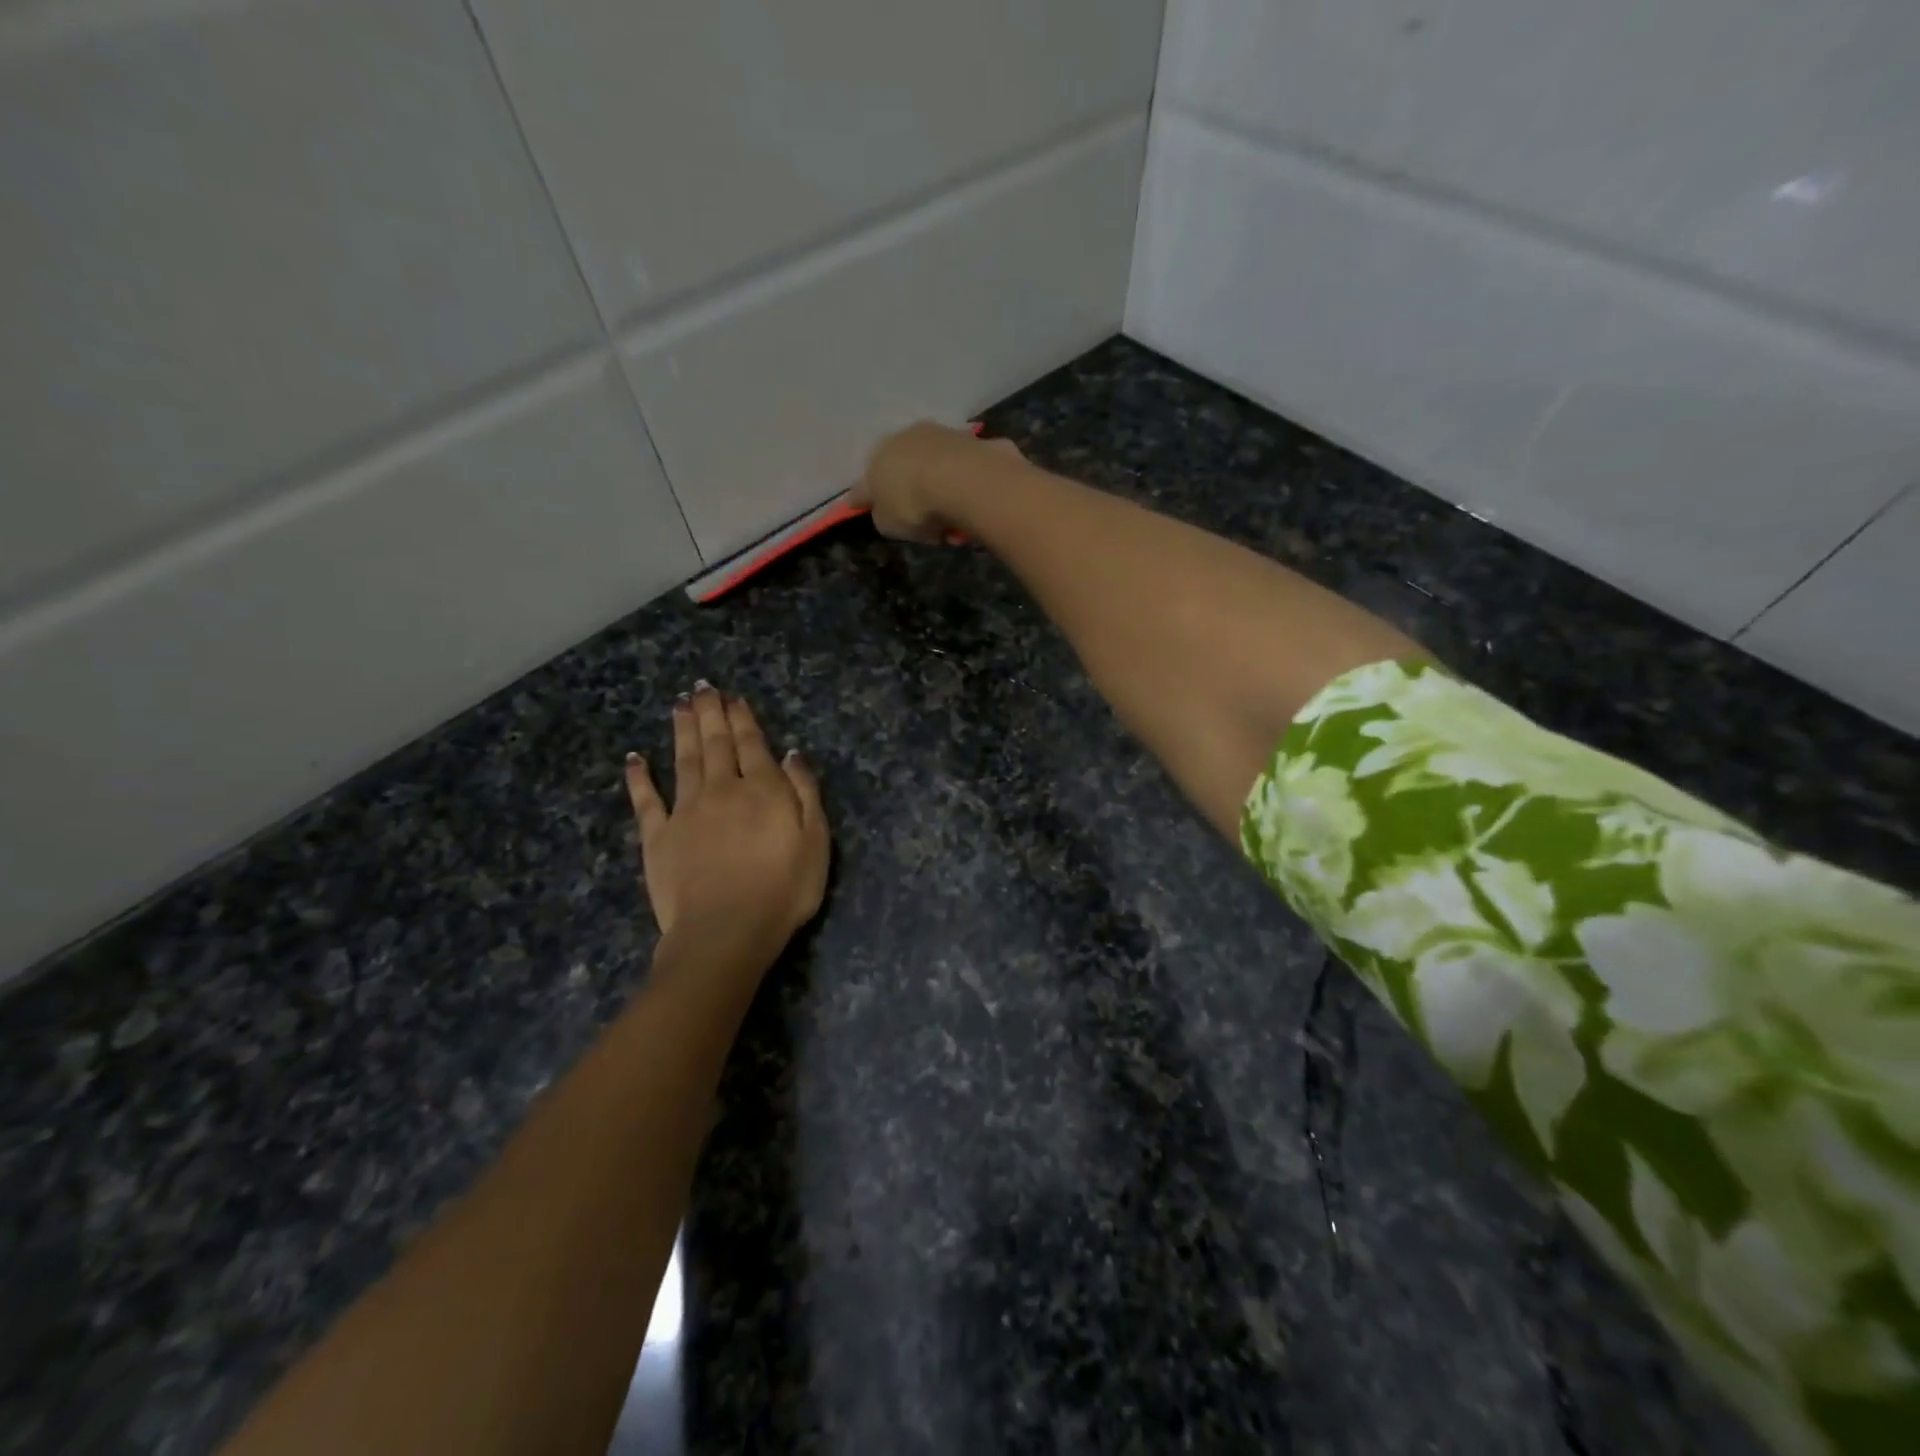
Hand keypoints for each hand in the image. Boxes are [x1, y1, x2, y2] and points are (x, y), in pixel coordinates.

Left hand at [624, 684, 829, 955]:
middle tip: (702, 687)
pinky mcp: (657, 837)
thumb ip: (805, 793)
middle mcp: (722, 789)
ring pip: (684, 760)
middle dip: (710, 713)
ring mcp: (686, 811)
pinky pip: (646, 800)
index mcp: (762, 790)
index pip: (752, 744)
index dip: (743, 718)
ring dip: (682, 730)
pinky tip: (634, 758)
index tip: (734, 697)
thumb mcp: (815, 841)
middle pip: (715, 743)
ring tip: (679, 705)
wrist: (725, 931)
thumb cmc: (783, 890)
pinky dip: (639, 777)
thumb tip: (791, 754)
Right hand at [852, 421, 1024, 543]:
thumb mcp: (887, 524)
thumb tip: (888, 510)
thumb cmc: (914, 504)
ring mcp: (944, 435)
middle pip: (906, 470)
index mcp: (879, 455)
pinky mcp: (977, 442)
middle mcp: (908, 438)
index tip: (862, 505)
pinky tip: (974, 508)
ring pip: (939, 470)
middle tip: (924, 522)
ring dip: (943, 492)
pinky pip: (967, 473)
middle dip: (912, 492)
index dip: (866, 497)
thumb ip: (884, 516)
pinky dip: (968, 489)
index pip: (867, 481)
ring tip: (955, 524)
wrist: (964, 481)